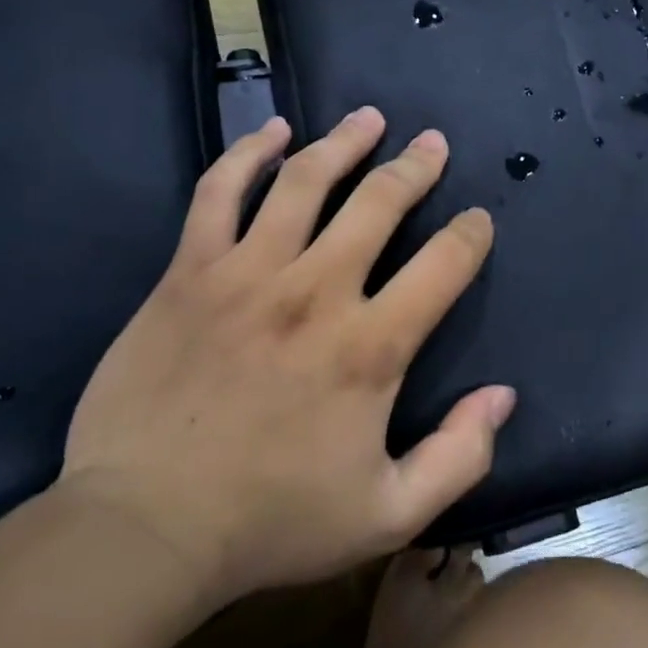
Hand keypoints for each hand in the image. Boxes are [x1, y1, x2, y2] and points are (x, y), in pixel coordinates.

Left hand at [55, 108, 514, 610]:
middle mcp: (317, 291)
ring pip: (306, 182)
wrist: (145, 530)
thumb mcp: (390, 513)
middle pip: (380, 203)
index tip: (477, 221)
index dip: (470, 235)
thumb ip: (459, 455)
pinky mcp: (189, 272)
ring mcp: (247, 273)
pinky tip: (272, 131)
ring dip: (346, 142)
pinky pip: (219, 192)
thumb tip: (502, 396)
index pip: (444, 264)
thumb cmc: (272, 522)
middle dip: (416, 167)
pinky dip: (248, 154)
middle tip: (433, 143)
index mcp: (371, 346)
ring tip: (370, 118)